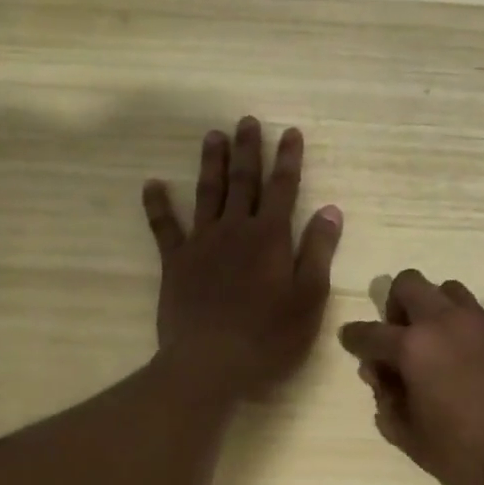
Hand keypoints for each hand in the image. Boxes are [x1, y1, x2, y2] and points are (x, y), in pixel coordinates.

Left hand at [143, 118, 341, 399]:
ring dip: (211, 163)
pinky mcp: (175, 263)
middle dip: (248, 149)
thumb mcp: (309, 297)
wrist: (210, 364)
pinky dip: (158, 204)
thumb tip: (330, 210)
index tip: (290, 132)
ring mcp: (202, 243)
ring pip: (207, 193)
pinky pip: (164, 227)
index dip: (288, 158)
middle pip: (244, 181)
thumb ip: (318, 251)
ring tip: (213, 135)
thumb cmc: (270, 336)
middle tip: (247, 120)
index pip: (284, 188)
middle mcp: (236, 229)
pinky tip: (152, 184)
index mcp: (271, 237)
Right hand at [338, 270, 483, 484]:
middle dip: (396, 304)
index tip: (350, 339)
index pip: (370, 333)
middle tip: (400, 336)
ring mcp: (481, 322)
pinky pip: (478, 315)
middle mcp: (444, 322)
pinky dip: (465, 328)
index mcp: (413, 348)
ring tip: (439, 342)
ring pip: (448, 290)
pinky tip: (472, 360)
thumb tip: (381, 376)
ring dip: (434, 308)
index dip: (354, 337)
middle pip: (409, 283)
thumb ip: (388, 401)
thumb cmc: (465, 452)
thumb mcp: (411, 436)